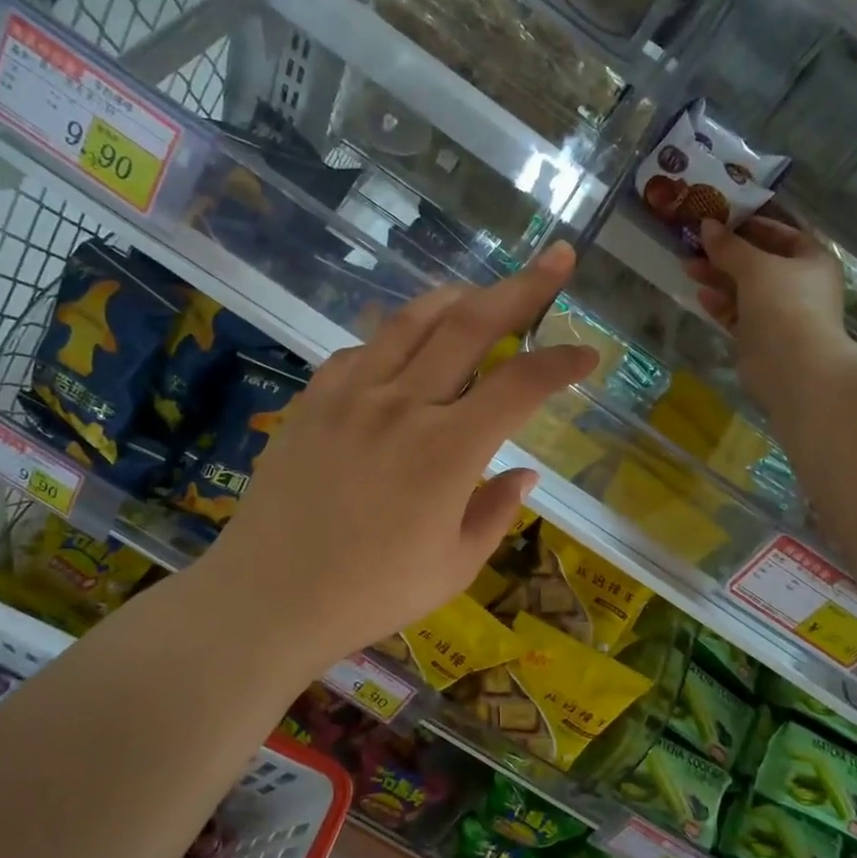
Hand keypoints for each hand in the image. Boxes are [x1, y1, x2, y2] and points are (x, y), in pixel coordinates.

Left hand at [197, 243, 598, 672]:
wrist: (268, 598)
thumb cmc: (372, 593)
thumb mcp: (455, 566)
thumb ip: (497, 511)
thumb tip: (525, 472)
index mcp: (448, 450)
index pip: (522, 385)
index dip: (563, 362)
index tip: (589, 353)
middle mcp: (403, 404)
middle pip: (471, 324)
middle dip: (523, 287)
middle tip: (556, 259)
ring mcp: (351, 394)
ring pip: (412, 321)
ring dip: (457, 297)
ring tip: (480, 294)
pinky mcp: (313, 400)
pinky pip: (362, 350)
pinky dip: (395, 339)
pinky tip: (403, 352)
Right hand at [683, 218, 856, 408]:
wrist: (793, 368)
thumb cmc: (784, 305)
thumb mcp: (756, 267)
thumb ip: (729, 246)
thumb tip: (707, 224)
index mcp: (811, 260)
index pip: (782, 234)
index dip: (752, 224)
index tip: (721, 217)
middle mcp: (798, 284)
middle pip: (759, 262)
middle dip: (727, 252)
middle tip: (695, 242)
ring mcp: (779, 313)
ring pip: (744, 289)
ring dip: (717, 277)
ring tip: (687, 264)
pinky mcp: (760, 337)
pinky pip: (737, 314)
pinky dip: (720, 304)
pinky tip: (699, 294)